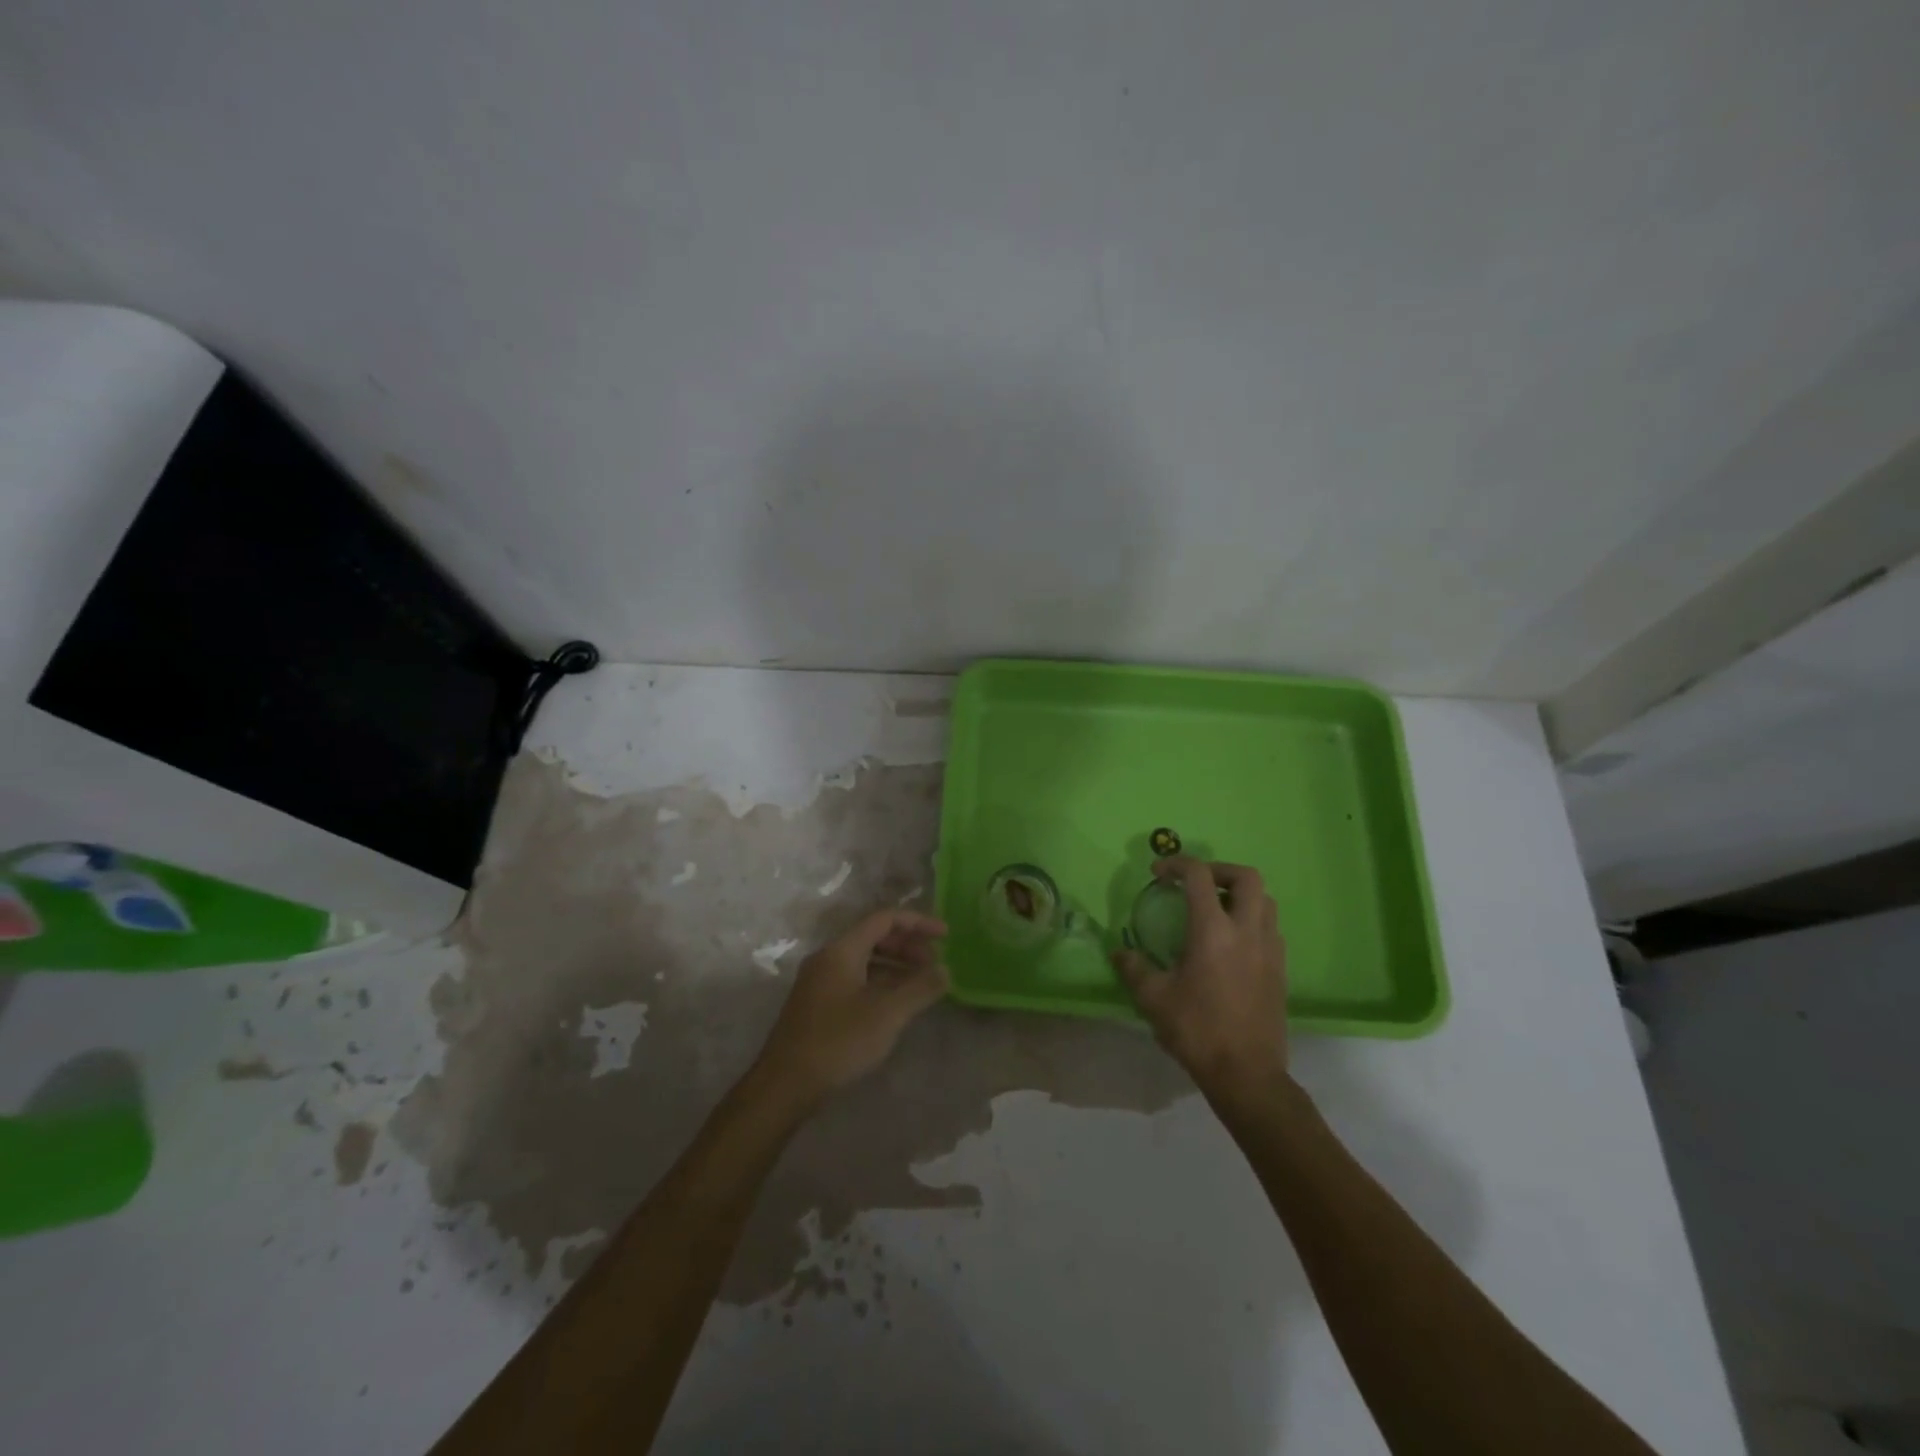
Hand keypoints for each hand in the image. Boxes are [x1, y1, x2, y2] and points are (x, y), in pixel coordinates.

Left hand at [752, 909, 948, 1108]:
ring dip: (896, 966)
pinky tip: (896, 1004)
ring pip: (865, 960)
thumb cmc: (838, 1042)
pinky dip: (880, 983)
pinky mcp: (817, 1005)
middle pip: (874, 937)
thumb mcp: (887, 1014)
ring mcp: (820, 982)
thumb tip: (945, 971)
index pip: (884, 919)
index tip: (945, 935)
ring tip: (922, 984)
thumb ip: (920, 988)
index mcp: (841, 950)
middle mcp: (828, 958)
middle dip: (908, 946)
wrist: (785, 1085)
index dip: (918, 923)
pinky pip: (856, 979)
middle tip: (935, 964)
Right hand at [1113, 857, 1288, 1099]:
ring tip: (1214, 908)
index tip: (1158, 873)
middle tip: (1196, 883)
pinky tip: (1231, 942)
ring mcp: (1270, 949)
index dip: (1177, 864)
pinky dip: (1251, 919)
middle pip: (1246, 877)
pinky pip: (1270, 927)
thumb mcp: (1154, 998)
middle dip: (1219, 870)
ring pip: (1265, 900)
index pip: (1199, 876)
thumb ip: (1134, 969)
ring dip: (1239, 894)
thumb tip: (1118, 953)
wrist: (1247, 1074)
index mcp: (1213, 931)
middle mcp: (1247, 931)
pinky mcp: (1281, 969)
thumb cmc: (1197, 1030)